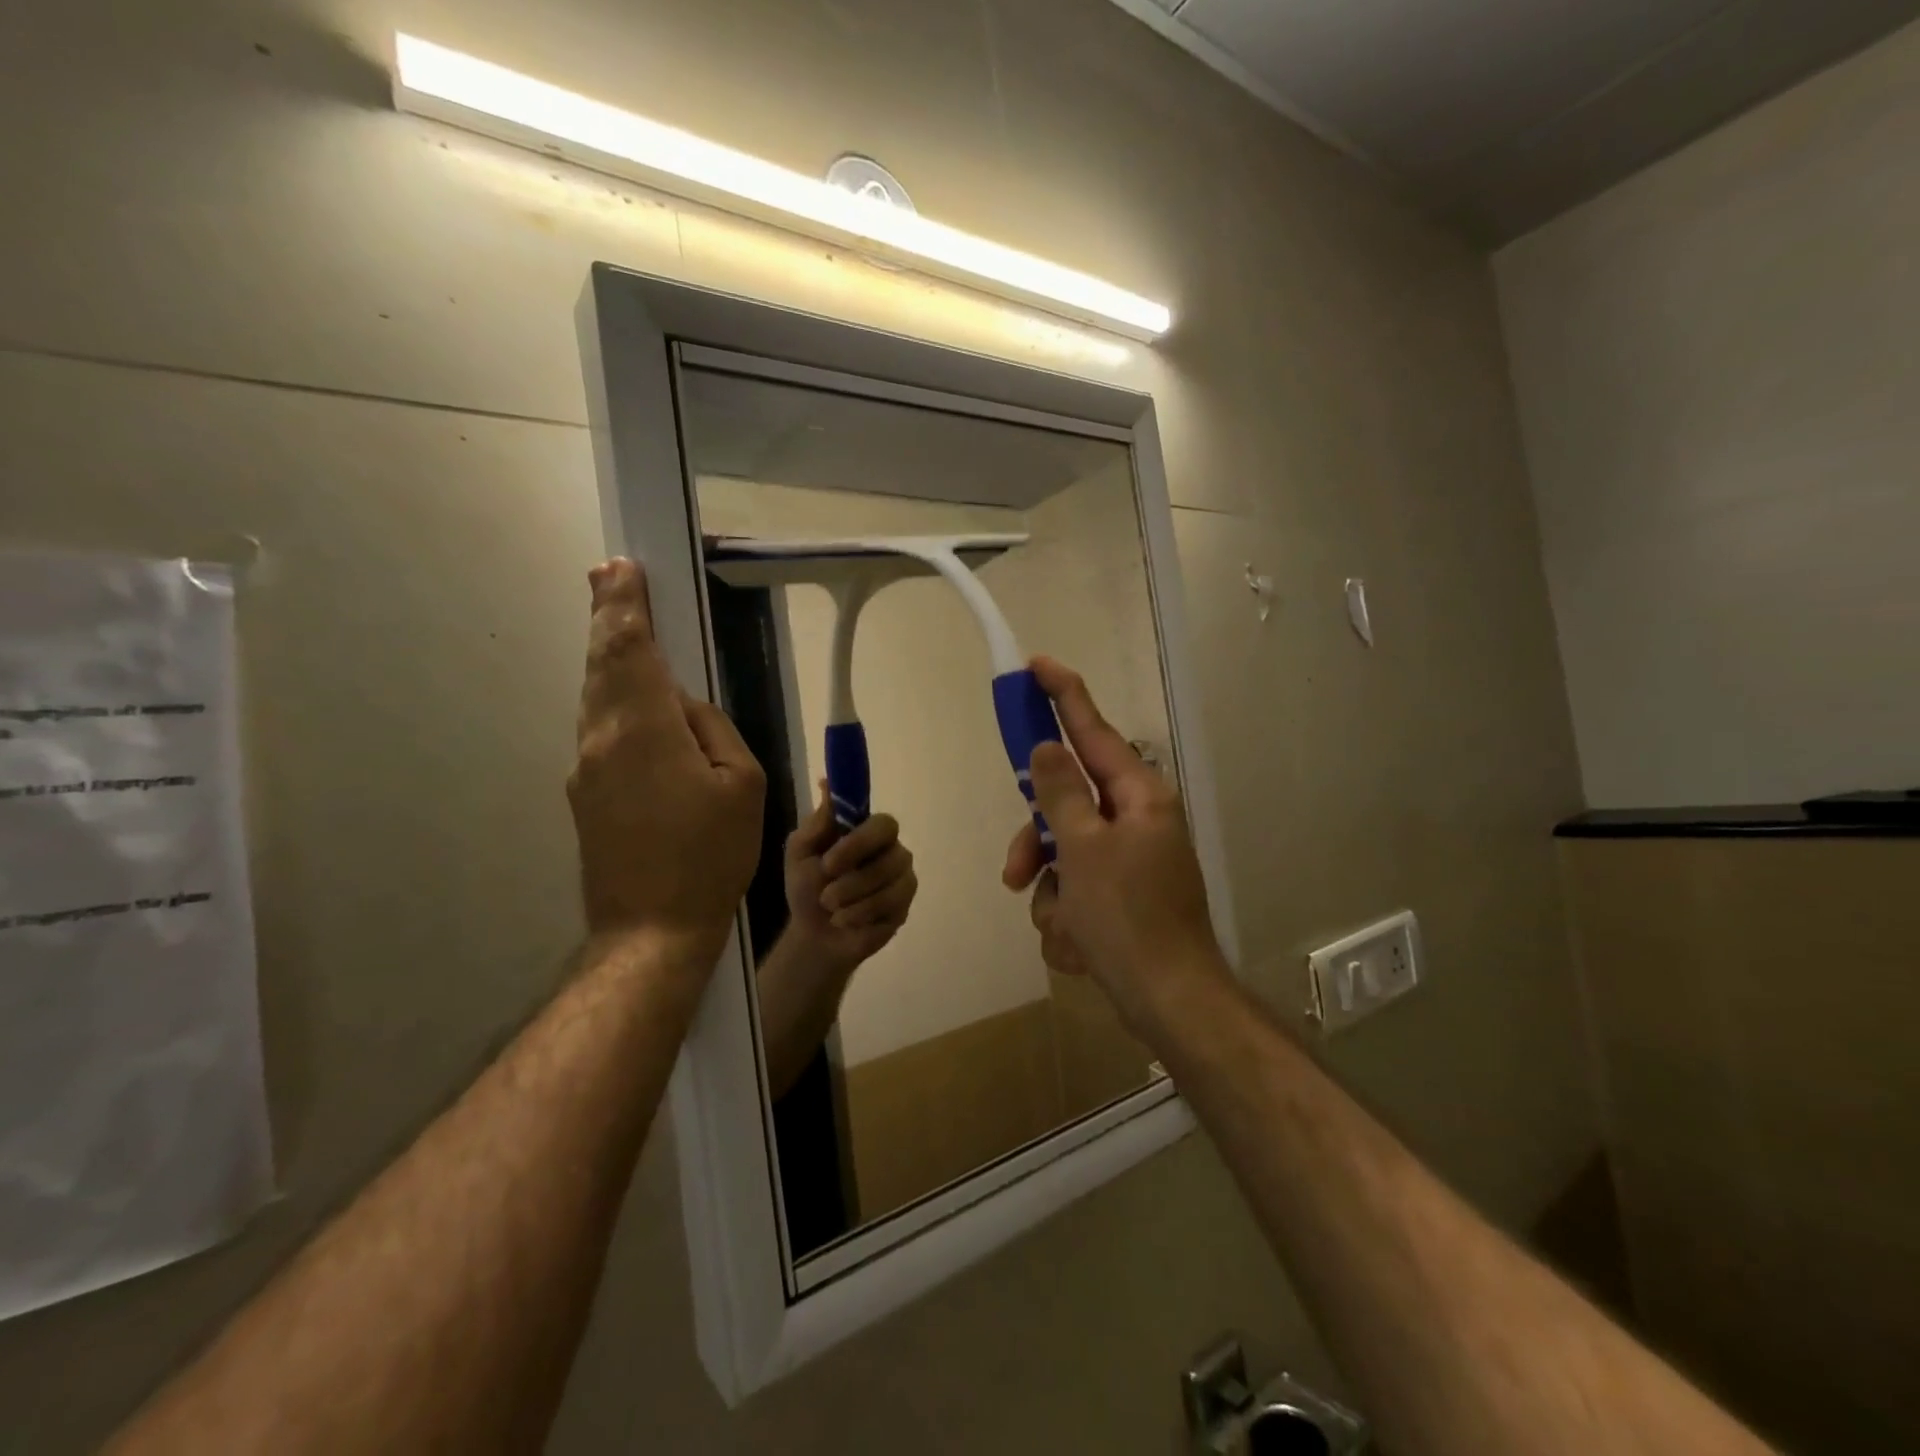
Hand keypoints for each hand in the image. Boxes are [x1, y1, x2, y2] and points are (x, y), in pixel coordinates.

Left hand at [567, 558, 765, 965]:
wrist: (652, 930)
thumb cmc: (710, 855)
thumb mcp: (742, 783)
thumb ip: (711, 728)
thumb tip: (681, 705)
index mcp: (644, 728)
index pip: (630, 649)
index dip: (624, 605)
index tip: (619, 568)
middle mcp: (602, 739)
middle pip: (602, 665)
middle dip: (606, 616)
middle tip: (604, 575)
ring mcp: (587, 770)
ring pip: (596, 697)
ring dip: (606, 656)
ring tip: (614, 623)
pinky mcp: (585, 796)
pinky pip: (601, 731)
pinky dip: (611, 698)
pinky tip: (628, 699)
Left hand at [782, 784, 917, 973]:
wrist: (813, 934)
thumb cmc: (807, 887)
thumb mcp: (800, 853)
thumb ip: (817, 823)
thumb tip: (827, 784)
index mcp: (869, 833)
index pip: (884, 824)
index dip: (860, 842)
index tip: (829, 861)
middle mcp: (893, 852)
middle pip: (891, 857)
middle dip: (853, 879)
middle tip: (825, 894)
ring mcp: (902, 881)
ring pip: (889, 886)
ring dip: (851, 900)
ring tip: (830, 907)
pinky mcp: (904, 908)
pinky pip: (889, 910)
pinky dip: (858, 917)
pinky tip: (845, 921)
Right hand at [1001, 656, 1224, 1032]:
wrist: (1169, 1003)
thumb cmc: (1128, 918)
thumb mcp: (1084, 850)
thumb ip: (1060, 793)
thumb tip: (1047, 747)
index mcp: (1138, 797)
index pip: (1092, 731)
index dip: (1063, 696)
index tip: (1036, 666)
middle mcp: (1136, 821)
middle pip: (1065, 806)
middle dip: (1037, 845)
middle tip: (1016, 874)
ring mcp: (1130, 862)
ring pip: (1063, 856)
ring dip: (1051, 894)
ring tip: (1063, 930)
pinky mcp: (1122, 899)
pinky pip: (1075, 893)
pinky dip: (1068, 919)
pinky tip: (1081, 948)